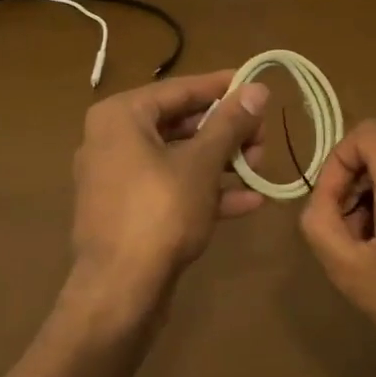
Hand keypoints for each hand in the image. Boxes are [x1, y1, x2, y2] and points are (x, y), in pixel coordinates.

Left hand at [65, 70, 270, 321]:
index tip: (256, 85)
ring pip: (177, 158)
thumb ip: (229, 124)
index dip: (221, 87)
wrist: (119, 291)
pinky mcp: (128, 211)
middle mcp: (112, 140)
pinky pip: (170, 188)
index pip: (179, 90)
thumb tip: (258, 88)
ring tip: (260, 166)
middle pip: (179, 124)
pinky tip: (249, 200)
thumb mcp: (201, 163)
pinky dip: (204, 190)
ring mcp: (118, 178)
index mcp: (120, 116)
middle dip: (226, 132)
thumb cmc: (159, 212)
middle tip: (263, 136)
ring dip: (221, 162)